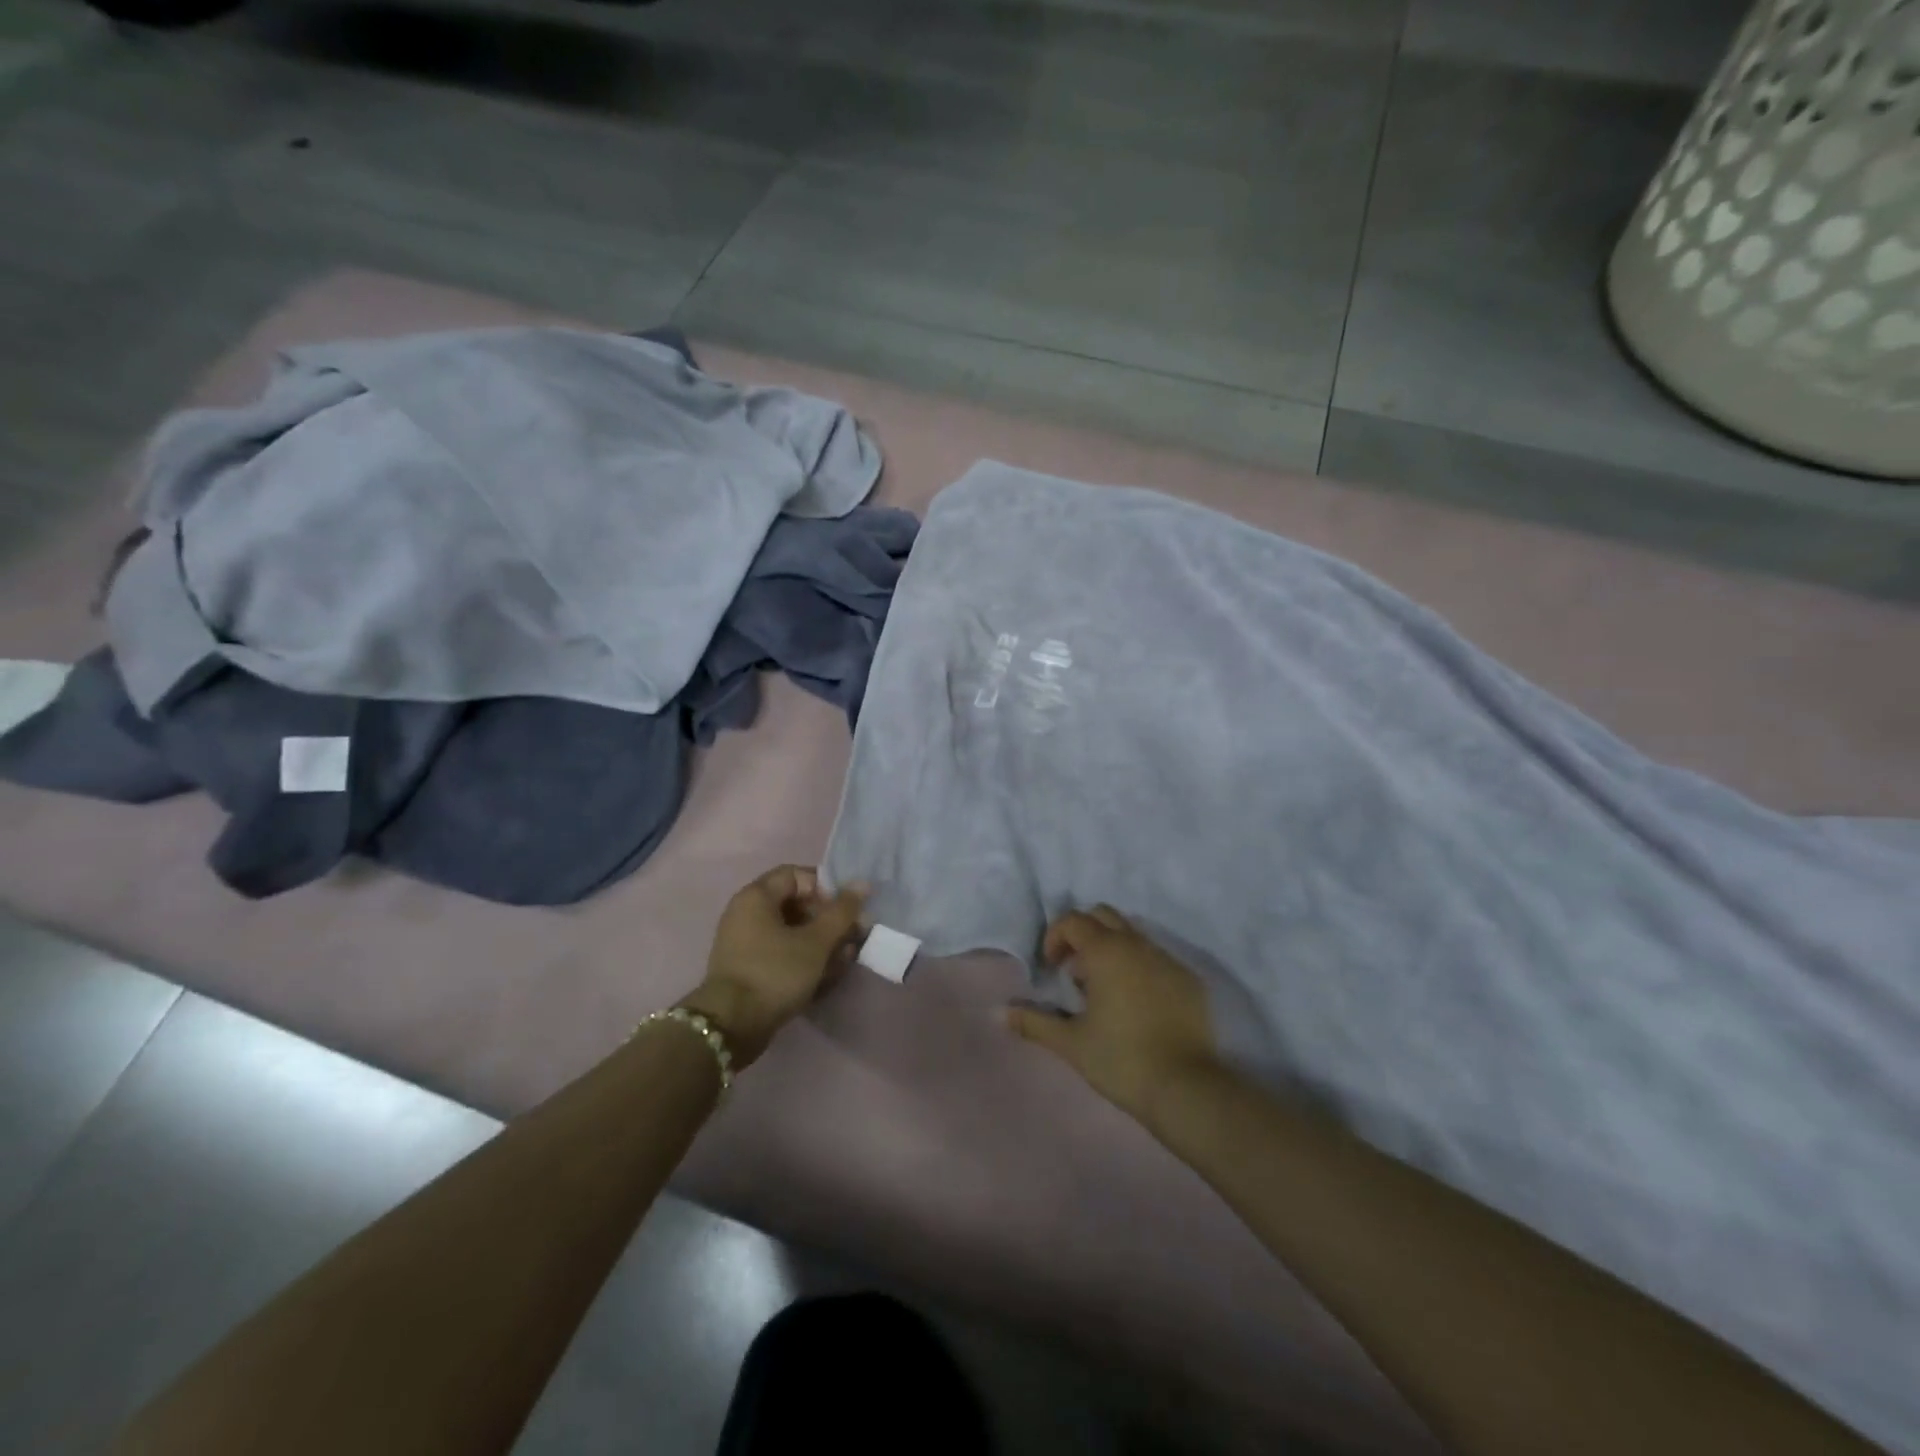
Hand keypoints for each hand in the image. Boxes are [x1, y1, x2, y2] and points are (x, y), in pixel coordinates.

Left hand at [681, 866, 867, 1069]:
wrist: (731, 1027)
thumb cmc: (775, 972)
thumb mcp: (816, 941)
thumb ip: (842, 911)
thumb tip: (863, 884)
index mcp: (756, 896)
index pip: (797, 875)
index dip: (826, 888)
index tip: (844, 911)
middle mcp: (747, 913)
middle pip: (796, 904)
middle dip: (829, 920)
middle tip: (852, 937)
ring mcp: (746, 943)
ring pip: (792, 932)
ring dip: (822, 942)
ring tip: (845, 960)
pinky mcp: (749, 968)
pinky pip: (782, 953)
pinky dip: (804, 959)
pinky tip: (827, 976)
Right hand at [1005, 906, 1220, 1125]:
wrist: (1186, 1088)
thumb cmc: (1121, 1059)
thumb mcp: (1071, 1043)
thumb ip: (1034, 1022)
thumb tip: (999, 1013)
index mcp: (1106, 951)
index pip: (1073, 920)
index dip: (1055, 937)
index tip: (1051, 968)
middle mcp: (1137, 945)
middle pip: (1103, 916)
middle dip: (1083, 934)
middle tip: (1074, 971)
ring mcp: (1167, 960)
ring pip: (1132, 935)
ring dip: (1111, 949)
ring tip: (1103, 990)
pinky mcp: (1189, 980)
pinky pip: (1156, 958)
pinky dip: (1138, 967)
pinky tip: (1135, 1005)